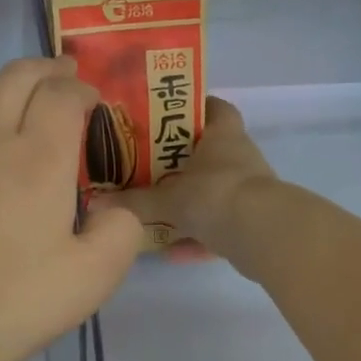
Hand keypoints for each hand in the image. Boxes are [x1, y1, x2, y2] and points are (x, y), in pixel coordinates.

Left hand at [0, 57, 144, 360]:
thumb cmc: (9, 301)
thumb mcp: (90, 280)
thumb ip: (120, 234)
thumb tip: (114, 210)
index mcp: (39, 159)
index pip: (62, 94)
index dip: (83, 90)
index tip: (95, 103)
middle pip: (18, 75)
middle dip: (48, 68)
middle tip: (66, 77)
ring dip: (9, 81)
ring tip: (26, 94)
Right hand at [92, 97, 275, 254]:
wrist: (263, 235)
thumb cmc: (215, 195)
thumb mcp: (168, 199)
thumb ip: (134, 202)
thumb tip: (96, 202)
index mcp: (223, 136)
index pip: (214, 108)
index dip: (193, 108)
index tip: (166, 116)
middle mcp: (239, 157)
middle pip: (209, 152)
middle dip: (181, 162)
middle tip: (148, 166)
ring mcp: (248, 190)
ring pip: (214, 191)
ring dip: (190, 202)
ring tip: (156, 211)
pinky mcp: (253, 221)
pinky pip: (219, 225)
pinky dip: (198, 236)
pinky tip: (172, 252)